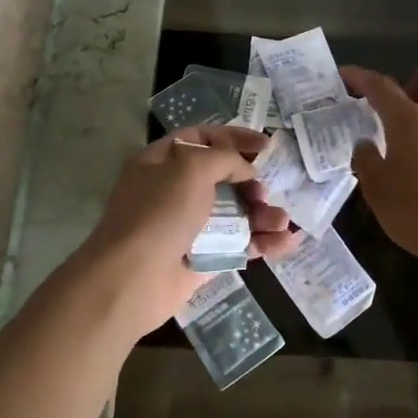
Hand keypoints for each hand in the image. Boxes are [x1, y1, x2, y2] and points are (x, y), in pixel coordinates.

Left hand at [81, 125, 299, 337]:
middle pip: (222, 177)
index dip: (234, 138)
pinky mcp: (202, 258)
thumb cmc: (159, 213)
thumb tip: (246, 171)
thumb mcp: (191, 167)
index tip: (266, 145)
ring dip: (262, 214)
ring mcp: (187, 226)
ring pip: (234, 213)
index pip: (202, 138)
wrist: (132, 279)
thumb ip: (225, 158)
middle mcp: (173, 190)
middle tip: (264, 191)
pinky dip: (262, 243)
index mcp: (162, 161)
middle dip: (251, 182)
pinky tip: (286, 243)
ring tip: (281, 221)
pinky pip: (237, 244)